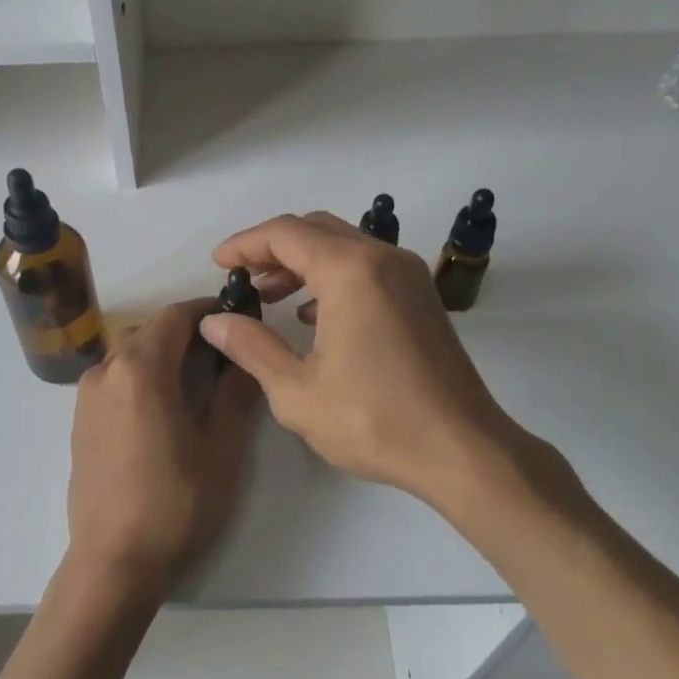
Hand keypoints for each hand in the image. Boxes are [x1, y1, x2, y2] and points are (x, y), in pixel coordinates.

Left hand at [67, 297, 261, 600]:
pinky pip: (115, 380)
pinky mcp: (79, 421)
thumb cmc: (175, 504)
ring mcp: (86, 396)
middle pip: (152, 332)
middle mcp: (106, 370)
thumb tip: (246, 356)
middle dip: (188, 334)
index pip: (176, 316)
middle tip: (226, 356)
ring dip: (164, 356)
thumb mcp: (221, 448)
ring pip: (131, 355)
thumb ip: (236, 392)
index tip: (237, 320)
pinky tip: (164, 409)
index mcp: (140, 368)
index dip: (209, 311)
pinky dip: (142, 377)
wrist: (113, 565)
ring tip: (198, 383)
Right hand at [199, 213, 571, 510]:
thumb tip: (215, 321)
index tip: (218, 264)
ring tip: (270, 294)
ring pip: (343, 244)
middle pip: (315, 229)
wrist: (463, 450)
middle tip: (242, 278)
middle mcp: (382, 258)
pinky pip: (366, 264)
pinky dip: (332, 274)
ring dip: (302, 260)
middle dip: (272, 248)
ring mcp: (408, 274)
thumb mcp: (296, 391)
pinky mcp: (421, 295)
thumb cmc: (375, 421)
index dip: (245, 244)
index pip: (285, 233)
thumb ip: (251, 347)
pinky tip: (312, 313)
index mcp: (350, 271)